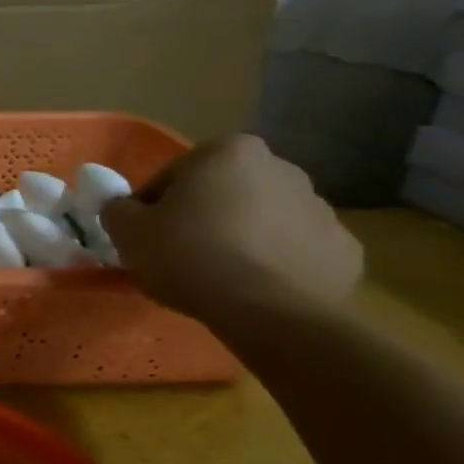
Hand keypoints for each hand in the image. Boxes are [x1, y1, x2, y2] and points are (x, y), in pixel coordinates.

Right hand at [101, 133, 362, 325]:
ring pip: (263, 220)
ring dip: (241, 238)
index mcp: (228, 151)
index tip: (146, 235)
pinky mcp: (345, 250)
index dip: (152, 206)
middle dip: (203, 216)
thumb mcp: (127, 230)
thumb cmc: (189, 255)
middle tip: (179, 253)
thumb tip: (124, 209)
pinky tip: (255, 289)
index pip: (174, 175)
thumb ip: (118, 209)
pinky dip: (276, 264)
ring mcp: (322, 209)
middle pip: (224, 192)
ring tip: (218, 276)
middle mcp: (282, 168)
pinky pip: (295, 251)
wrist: (269, 312)